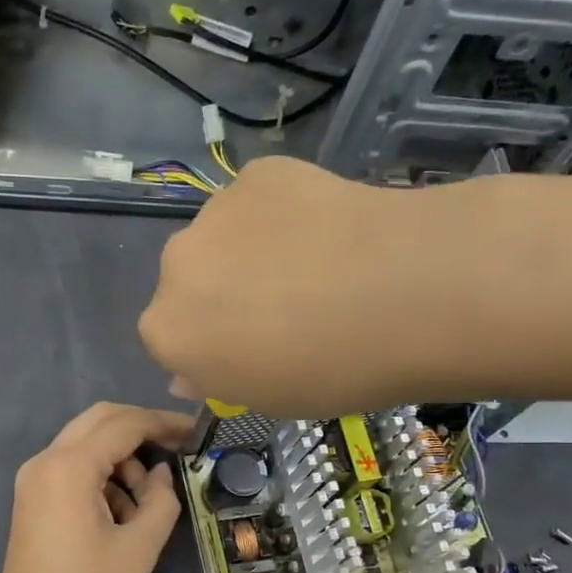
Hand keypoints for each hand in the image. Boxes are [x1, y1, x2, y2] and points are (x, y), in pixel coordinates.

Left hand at [0, 402, 193, 572]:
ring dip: (120, 457)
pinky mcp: (31, 497)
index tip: (195, 431)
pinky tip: (118, 513)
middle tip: (176, 447)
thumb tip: (160, 474)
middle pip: (99, 420)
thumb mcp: (140, 546)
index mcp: (68, 467)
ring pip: (85, 442)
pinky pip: (71, 466)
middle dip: (140, 428)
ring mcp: (32, 479)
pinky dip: (100, 475)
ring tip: (145, 501)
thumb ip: (161, 499)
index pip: (123, 424)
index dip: (162, 422)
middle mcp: (44, 461)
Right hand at [137, 156, 430, 414]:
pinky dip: (282, 212)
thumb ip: (216, 380)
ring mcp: (214, 211)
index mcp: (166, 331)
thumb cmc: (331, 369)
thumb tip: (190, 372)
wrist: (405, 293)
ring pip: (221, 235)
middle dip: (220, 291)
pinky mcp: (258, 173)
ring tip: (313, 263)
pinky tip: (327, 228)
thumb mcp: (268, 399)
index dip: (210, 342)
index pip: (170, 336)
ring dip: (248, 248)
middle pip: (189, 280)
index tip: (249, 348)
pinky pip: (259, 199)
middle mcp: (175, 266)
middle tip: (280, 304)